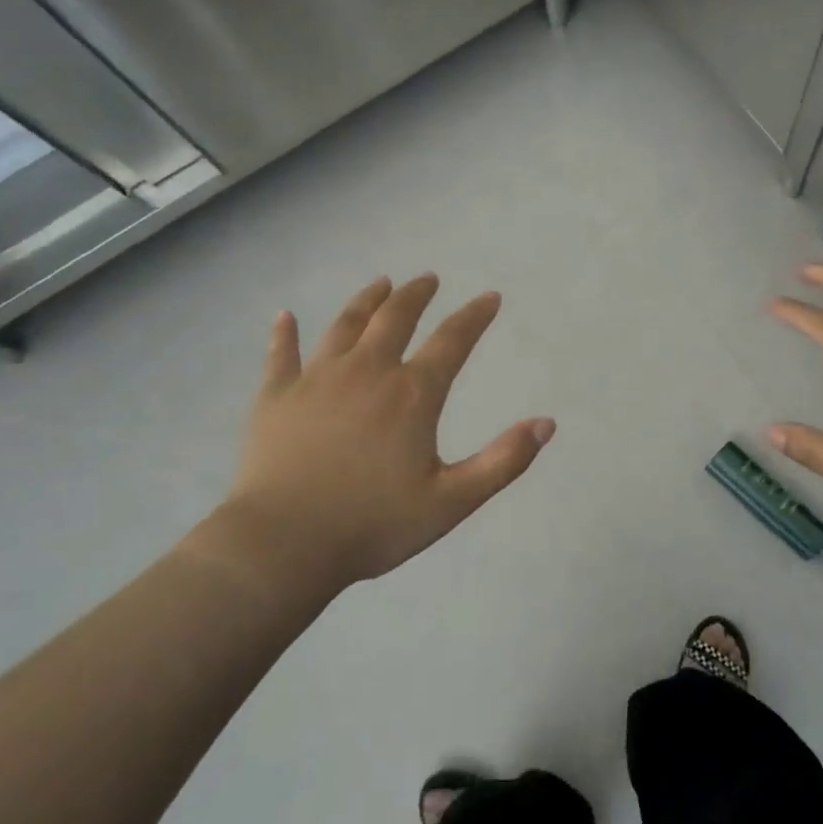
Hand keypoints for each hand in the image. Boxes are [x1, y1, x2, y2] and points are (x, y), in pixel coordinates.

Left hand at [209, 273, 554, 590]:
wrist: (283, 544)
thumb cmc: (373, 525)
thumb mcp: (452, 501)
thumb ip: (503, 461)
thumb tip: (547, 424)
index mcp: (412, 395)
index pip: (452, 341)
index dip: (474, 316)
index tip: (490, 298)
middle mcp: (366, 372)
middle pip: (394, 318)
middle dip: (416, 295)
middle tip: (427, 279)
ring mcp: (316, 380)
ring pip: (344, 325)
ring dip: (366, 301)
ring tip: (380, 284)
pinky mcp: (275, 397)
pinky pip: (281, 355)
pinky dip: (284, 334)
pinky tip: (284, 317)